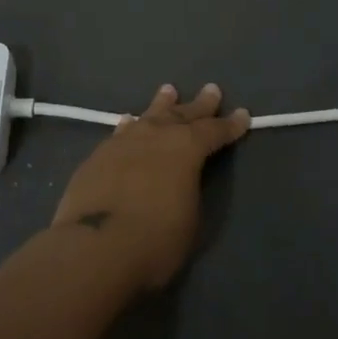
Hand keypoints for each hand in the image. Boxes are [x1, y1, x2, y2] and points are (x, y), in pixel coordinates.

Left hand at [50, 83, 249, 291]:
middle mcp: (157, 135)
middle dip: (199, 104)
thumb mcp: (191, 221)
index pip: (215, 131)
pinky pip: (121, 132)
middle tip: (211, 90)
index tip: (243, 114)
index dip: (231, 124)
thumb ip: (190, 192)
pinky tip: (128, 122)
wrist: (94, 248)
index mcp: (187, 148)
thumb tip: (182, 182)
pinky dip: (130, 126)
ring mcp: (124, 142)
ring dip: (162, 104)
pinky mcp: (98, 156)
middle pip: (182, 114)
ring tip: (168, 91)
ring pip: (149, 116)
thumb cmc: (155, 240)